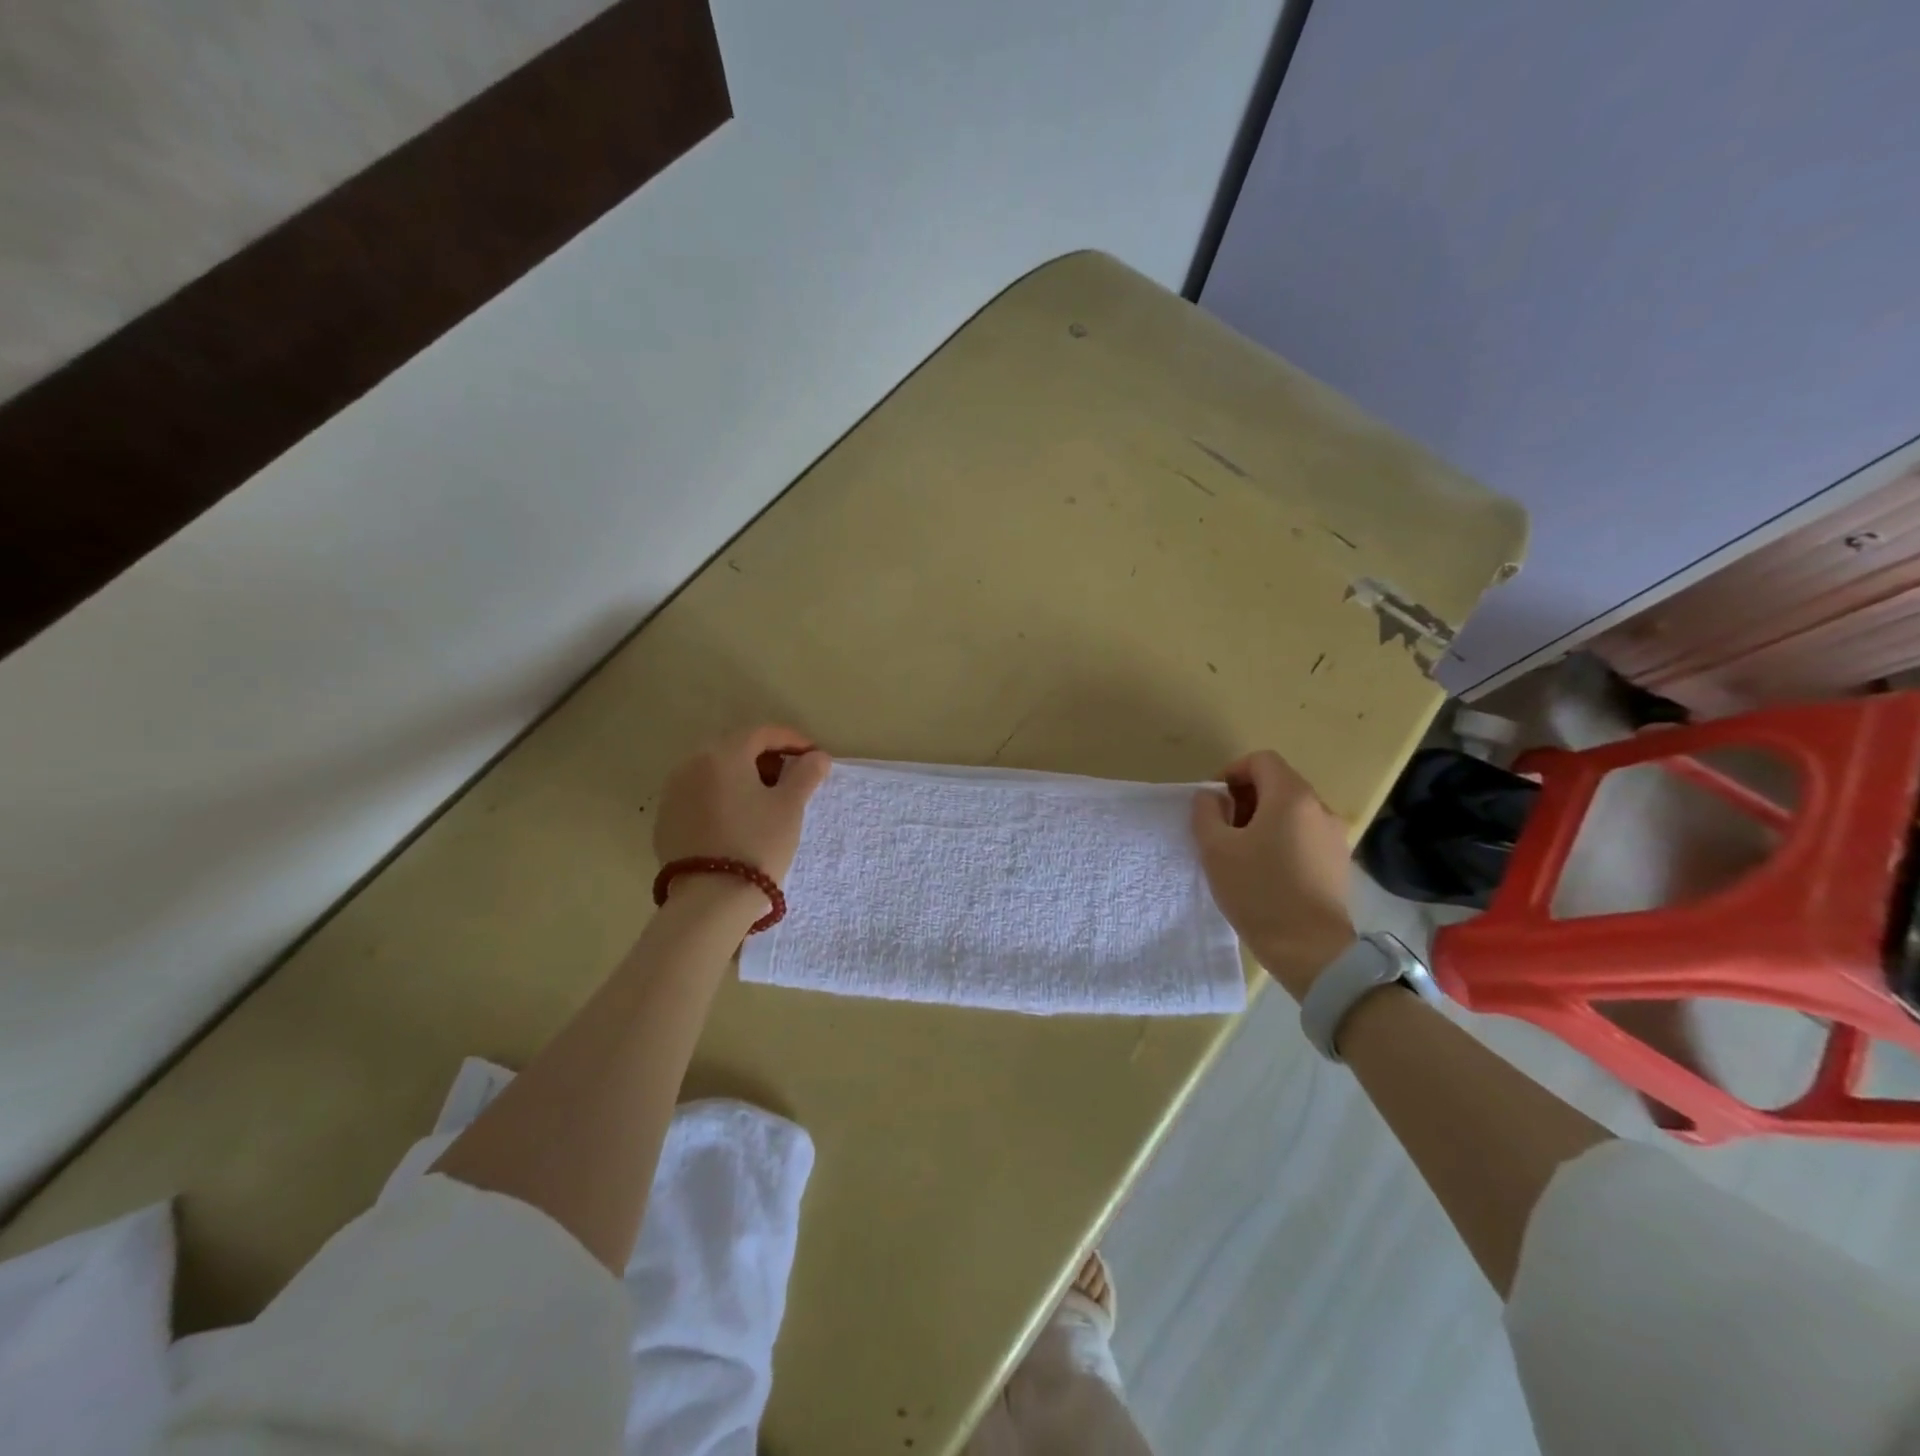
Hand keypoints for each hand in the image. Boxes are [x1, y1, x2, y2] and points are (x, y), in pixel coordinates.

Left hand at [655, 726, 831, 913]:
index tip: (814, 757)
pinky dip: (722, 797)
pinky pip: (699, 795)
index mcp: (723, 754)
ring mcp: (673, 792)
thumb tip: (817, 756)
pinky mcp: (665, 820)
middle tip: (792, 778)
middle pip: (736, 749)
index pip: (762, 733)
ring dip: (743, 777)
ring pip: (715, 772)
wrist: (710, 900)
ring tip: (767, 800)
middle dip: (766, 758)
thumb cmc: (757, 844)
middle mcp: (691, 764)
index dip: (793, 741)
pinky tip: (738, 820)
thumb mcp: (790, 807)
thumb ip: (806, 774)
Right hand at [1192, 749, 1354, 999]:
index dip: (1232, 772)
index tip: (1214, 803)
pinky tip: (1267, 871)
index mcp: (1291, 797)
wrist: (1311, 949)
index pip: (1261, 760)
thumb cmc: (1258, 891)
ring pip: (1292, 810)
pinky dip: (1282, 838)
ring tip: (1242, 853)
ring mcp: (1334, 836)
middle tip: (1223, 829)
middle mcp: (1320, 808)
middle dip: (1246, 798)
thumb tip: (1212, 797)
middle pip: (1278, 783)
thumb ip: (1206, 813)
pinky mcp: (1339, 861)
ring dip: (1263, 820)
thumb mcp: (1215, 849)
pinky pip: (1305, 834)